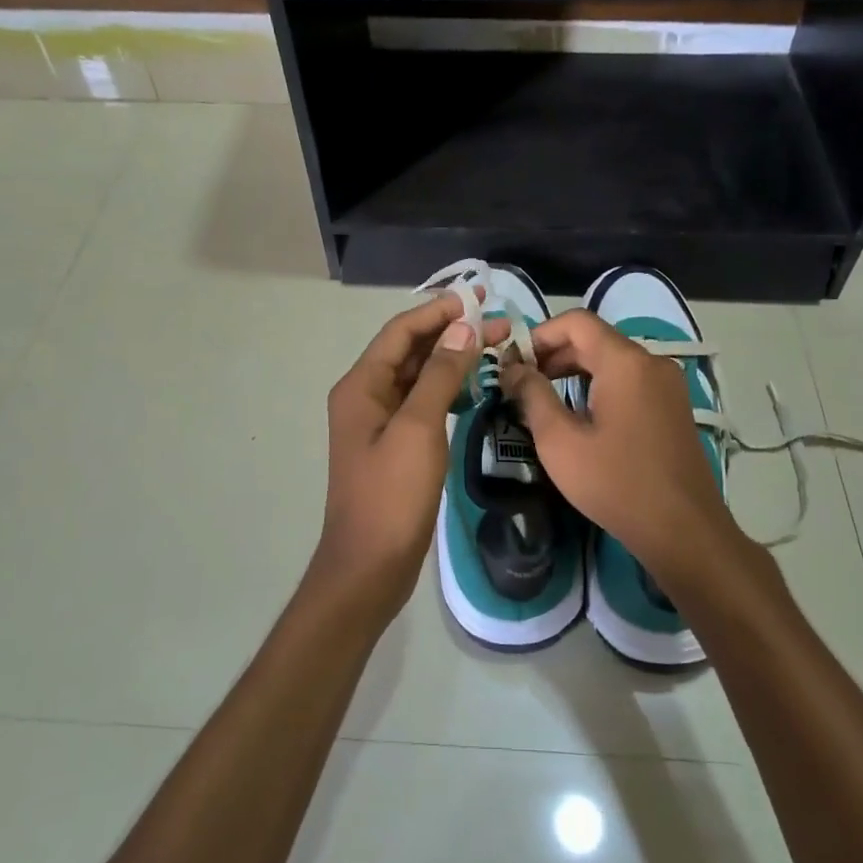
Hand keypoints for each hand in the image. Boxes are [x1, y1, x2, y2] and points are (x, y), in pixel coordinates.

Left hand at [311, 291, 507, 622]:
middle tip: (500, 324)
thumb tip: (461, 328)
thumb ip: (439, 375)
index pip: (401, 332)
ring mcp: (380, 422)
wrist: (370, 566)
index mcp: (362, 385)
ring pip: (420, 377)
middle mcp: (367, 396)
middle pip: (412, 351)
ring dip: (454, 360)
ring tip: (496, 348)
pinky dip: (449, 390)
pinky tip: (476, 387)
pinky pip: (423, 404)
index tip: (478, 296)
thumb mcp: (418, 428)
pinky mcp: (396, 445)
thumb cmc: (392, 494)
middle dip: (452, 334)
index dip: (438, 311)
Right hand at [501, 309, 741, 582]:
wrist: (684, 531)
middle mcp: (652, 362)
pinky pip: (630, 380)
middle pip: (595, 339)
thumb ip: (532, 396)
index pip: (576, 322)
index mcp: (625, 362)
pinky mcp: (674, 406)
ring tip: (545, 400)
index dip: (539, 334)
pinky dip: (600, 385)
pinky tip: (581, 416)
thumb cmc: (616, 484)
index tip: (514, 363)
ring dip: (575, 371)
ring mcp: (668, 384)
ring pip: (613, 360)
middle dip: (554, 354)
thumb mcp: (560, 442)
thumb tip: (513, 369)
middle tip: (522, 384)